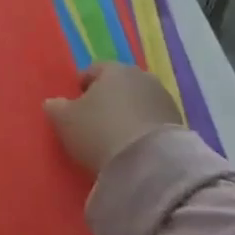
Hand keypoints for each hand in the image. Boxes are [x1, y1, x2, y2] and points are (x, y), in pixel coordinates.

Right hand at [44, 62, 182, 174]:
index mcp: (113, 69)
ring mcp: (164, 100)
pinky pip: (153, 123)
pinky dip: (144, 131)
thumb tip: (54, 103)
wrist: (150, 165)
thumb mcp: (65, 120)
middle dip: (108, 99)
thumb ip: (56, 107)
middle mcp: (142, 77)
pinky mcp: (180, 125)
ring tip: (116, 138)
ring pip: (139, 103)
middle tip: (95, 121)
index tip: (75, 106)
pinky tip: (135, 148)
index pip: (93, 70)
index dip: (82, 87)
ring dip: (129, 115)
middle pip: (119, 85)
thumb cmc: (100, 131)